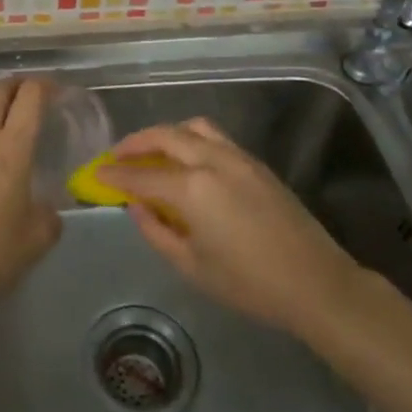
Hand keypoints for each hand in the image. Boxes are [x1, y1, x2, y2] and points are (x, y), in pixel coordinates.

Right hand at [98, 118, 365, 335]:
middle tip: (117, 156)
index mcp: (192, 189)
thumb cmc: (249, 284)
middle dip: (136, 143)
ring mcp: (238, 157)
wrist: (316, 283)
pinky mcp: (257, 163)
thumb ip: (156, 231)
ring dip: (166, 134)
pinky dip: (191, 139)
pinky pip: (216, 138)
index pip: (141, 176)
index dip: (115, 174)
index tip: (96, 173)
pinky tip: (187, 161)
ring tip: (152, 152)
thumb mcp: (192, 266)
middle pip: (165, 137)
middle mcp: (212, 161)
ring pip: (193, 128)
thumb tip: (136, 206)